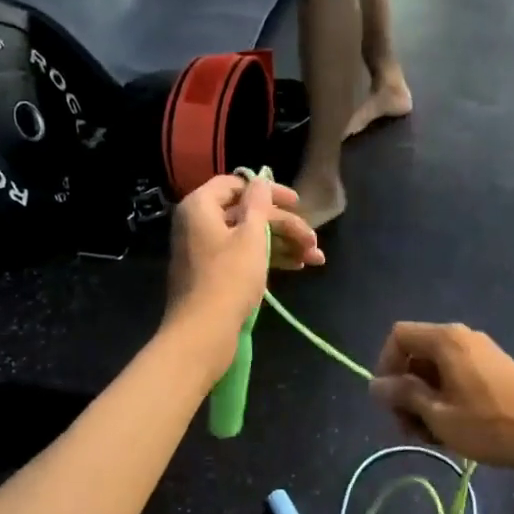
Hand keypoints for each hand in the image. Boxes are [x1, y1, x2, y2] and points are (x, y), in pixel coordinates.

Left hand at [166, 172, 323, 375]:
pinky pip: (242, 257)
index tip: (297, 203)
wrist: (203, 334)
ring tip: (314, 258)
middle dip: (284, 225)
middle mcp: (198, 224)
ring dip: (283, 244)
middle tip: (313, 240)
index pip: (235, 184)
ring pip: (248, 237)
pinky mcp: (212, 276)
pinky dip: (268, 259)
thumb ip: (258, 204)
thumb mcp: (250, 236)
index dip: (268, 191)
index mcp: (200, 206)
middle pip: (246, 213)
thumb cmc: (228, 279)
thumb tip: (260, 180)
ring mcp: (204, 251)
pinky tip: (297, 267)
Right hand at [369, 323, 513, 474]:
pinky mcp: (494, 369)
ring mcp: (481, 351)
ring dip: (425, 400)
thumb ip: (403, 395)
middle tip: (408, 429)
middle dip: (405, 390)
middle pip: (417, 354)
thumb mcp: (437, 414)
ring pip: (436, 369)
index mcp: (446, 339)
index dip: (385, 366)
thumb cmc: (488, 425)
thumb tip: (375, 385)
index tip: (388, 401)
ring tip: (431, 436)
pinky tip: (452, 429)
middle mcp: (462, 336)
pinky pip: (457, 375)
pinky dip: (446, 398)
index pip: (399, 336)